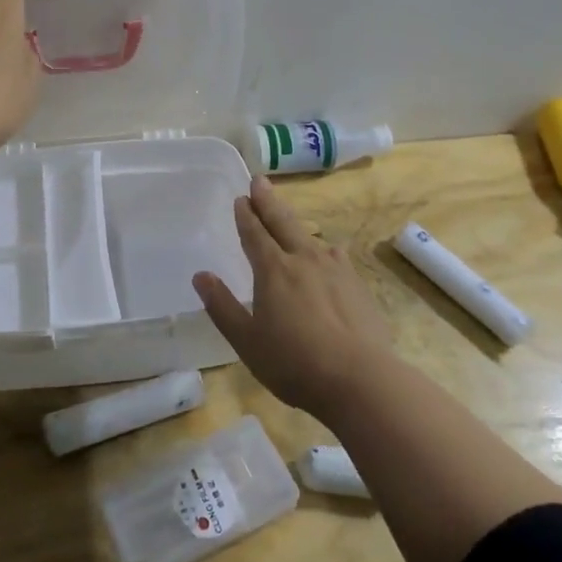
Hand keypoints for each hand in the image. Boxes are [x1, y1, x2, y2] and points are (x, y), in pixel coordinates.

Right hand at [192, 176, 396, 414]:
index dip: (246, 215)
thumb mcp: (246, 340)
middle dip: (268, 201)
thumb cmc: (293, 363)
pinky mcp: (358, 286)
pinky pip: (335, 258)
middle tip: (259, 181)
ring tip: (289, 221)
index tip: (241, 198)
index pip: (255, 233)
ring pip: (311, 238)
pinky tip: (327, 257)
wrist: (360, 380)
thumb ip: (222, 306)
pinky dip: (323, 251)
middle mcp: (304, 259)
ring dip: (295, 225)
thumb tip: (201, 276)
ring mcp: (335, 270)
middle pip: (283, 223)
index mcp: (273, 270)